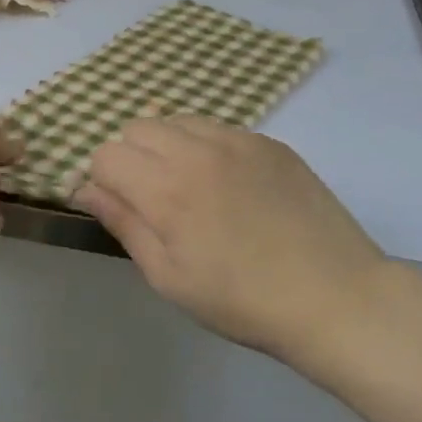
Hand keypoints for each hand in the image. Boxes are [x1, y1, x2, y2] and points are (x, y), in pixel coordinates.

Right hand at [73, 116, 397, 368]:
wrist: (336, 297)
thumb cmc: (242, 300)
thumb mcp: (169, 276)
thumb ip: (123, 224)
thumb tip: (85, 189)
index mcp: (166, 189)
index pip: (106, 155)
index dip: (103, 182)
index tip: (121, 208)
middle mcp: (196, 151)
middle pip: (137, 127)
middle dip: (131, 158)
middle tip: (155, 200)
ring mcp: (238, 140)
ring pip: (176, 120)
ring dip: (167, 146)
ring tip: (190, 187)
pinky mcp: (269, 142)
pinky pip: (218, 128)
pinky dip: (206, 147)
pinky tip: (229, 185)